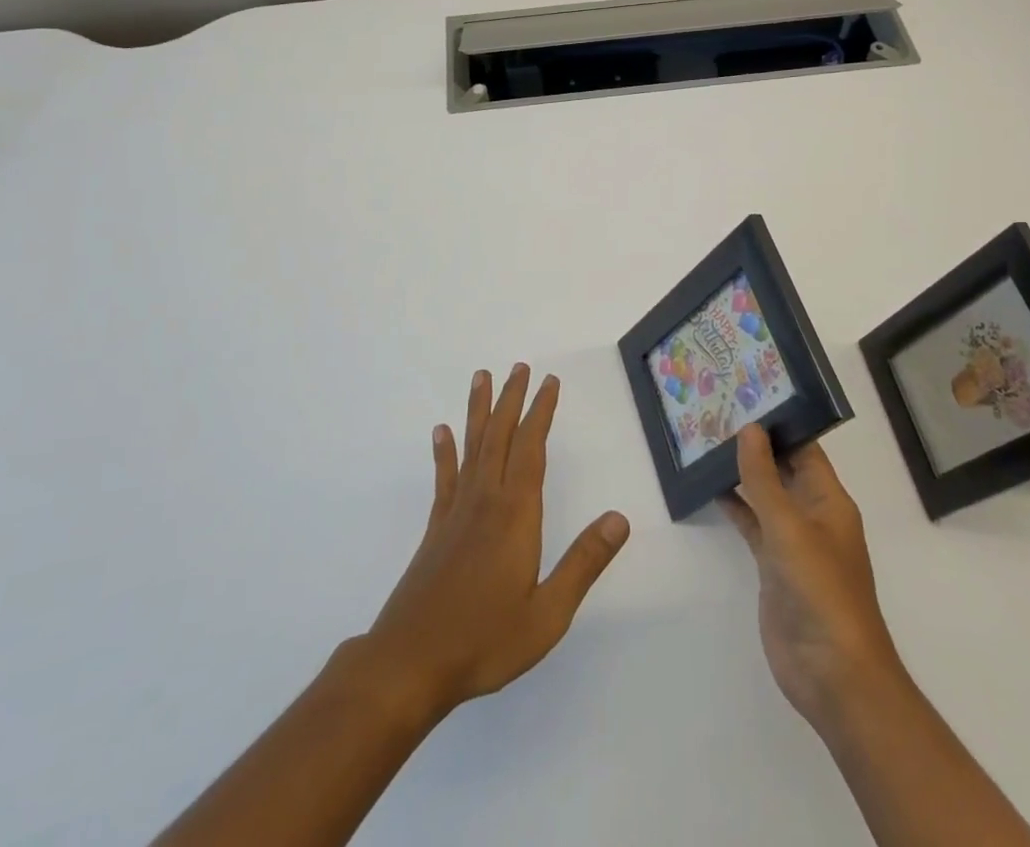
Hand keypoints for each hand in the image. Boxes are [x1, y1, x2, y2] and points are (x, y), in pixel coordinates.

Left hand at [361, 365, 630, 721]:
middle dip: (512, 399)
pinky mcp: (436, 528)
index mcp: (515, 514)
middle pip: (500, 436)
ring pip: (471, 446)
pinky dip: (444, 451)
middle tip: (519, 366)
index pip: (532, 449)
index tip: (549, 382)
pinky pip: (444, 477)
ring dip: (479, 410)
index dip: (541, 412)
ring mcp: (456, 511)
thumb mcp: (547, 613)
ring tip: (481, 377)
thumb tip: (619, 518)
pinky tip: (441, 431)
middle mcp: (485, 500)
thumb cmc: (484, 640)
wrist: (410, 663)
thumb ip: (584, 563)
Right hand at [720, 424, 903, 733]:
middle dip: (756, 444)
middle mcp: (813, 515)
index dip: (780, 422)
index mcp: (829, 500)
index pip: (805, 448)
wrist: (831, 674)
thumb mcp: (789, 527)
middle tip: (717, 410)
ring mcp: (793, 542)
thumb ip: (765, 478)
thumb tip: (749, 428)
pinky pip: (753, 524)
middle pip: (784, 468)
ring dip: (742, 473)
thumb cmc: (820, 591)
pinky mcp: (774, 566)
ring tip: (707, 440)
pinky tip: (709, 488)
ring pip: (766, 495)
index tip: (746, 394)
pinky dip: (735, 506)